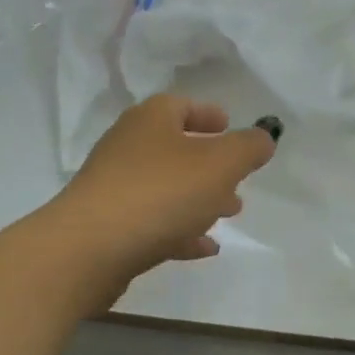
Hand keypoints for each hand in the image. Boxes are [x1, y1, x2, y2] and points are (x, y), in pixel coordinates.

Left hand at [46, 95, 277, 292]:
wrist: (90, 249)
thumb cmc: (161, 193)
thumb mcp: (220, 164)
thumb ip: (248, 148)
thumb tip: (264, 137)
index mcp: (150, 120)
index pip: (181, 105)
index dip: (208, 114)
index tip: (229, 126)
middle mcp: (128, 147)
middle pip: (174, 149)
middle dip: (210, 165)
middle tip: (237, 181)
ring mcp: (114, 188)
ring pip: (166, 188)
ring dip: (198, 199)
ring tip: (228, 214)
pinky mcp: (109, 227)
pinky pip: (153, 223)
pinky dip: (180, 231)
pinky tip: (204, 248)